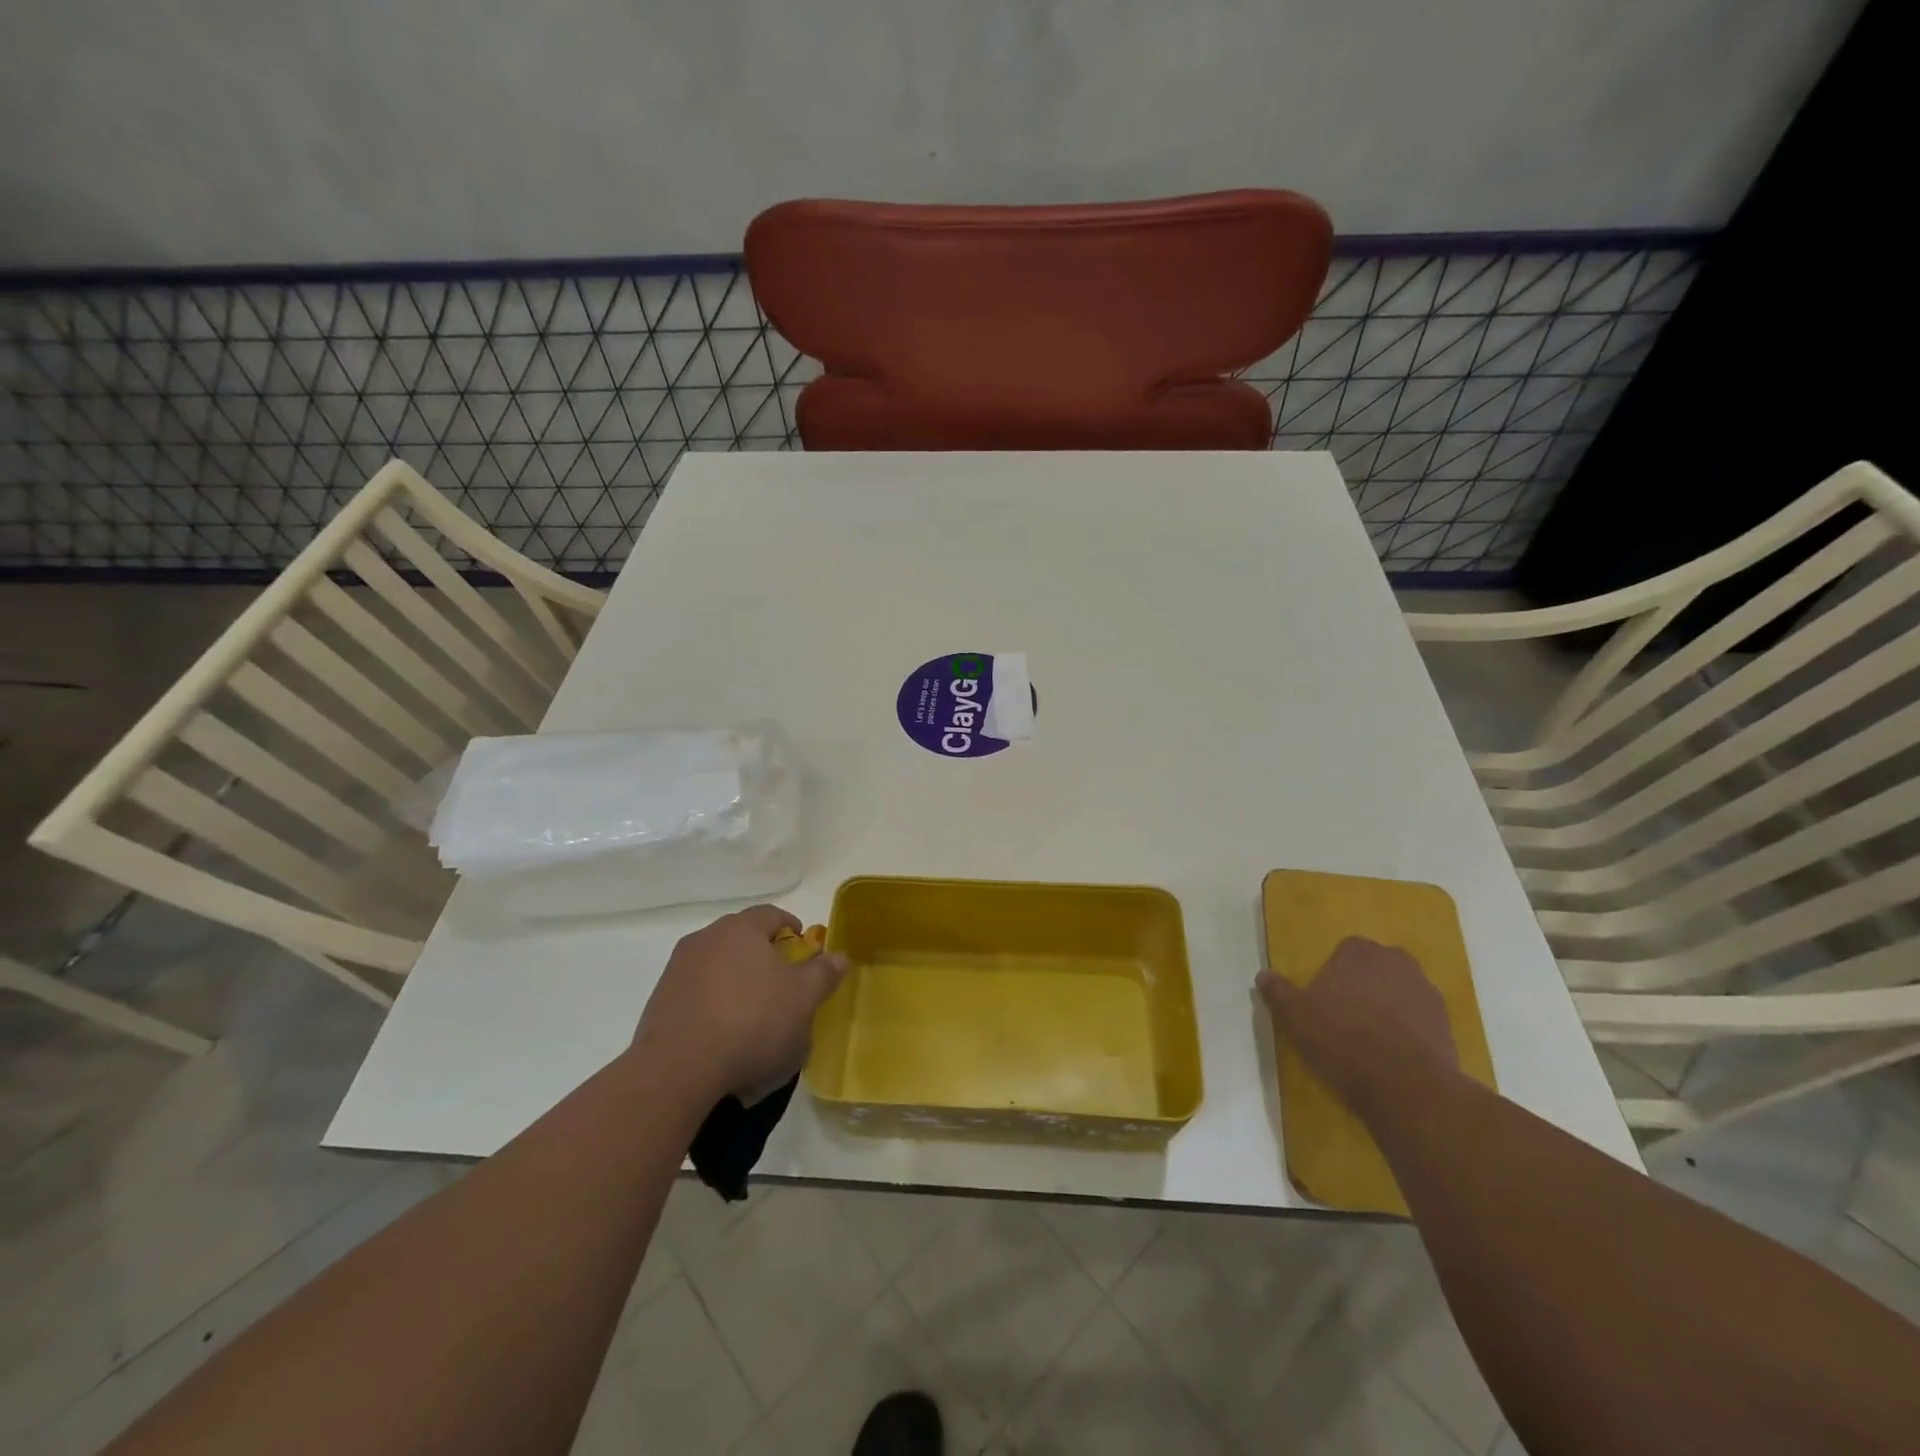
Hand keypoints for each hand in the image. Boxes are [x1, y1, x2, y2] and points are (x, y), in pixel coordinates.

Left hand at [634, 905, 848, 1103]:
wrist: (677, 1070)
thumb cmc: (752, 1022)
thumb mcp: (803, 999)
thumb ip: (823, 974)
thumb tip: (839, 956)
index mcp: (740, 929)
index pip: (771, 915)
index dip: (792, 928)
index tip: (804, 950)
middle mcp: (705, 940)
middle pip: (742, 939)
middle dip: (764, 958)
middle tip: (784, 985)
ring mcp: (676, 971)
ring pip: (717, 968)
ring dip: (737, 984)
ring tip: (754, 1018)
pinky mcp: (659, 1004)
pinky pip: (697, 997)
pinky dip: (714, 1009)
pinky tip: (726, 1039)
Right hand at [1256, 936, 1458, 1114]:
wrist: (1407, 1087)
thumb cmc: (1342, 1040)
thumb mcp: (1295, 1016)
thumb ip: (1278, 991)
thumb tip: (1263, 975)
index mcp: (1359, 952)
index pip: (1347, 949)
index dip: (1335, 971)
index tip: (1325, 996)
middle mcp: (1397, 963)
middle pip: (1378, 967)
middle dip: (1365, 984)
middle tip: (1347, 1015)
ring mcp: (1427, 994)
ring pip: (1402, 993)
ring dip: (1390, 1008)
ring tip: (1371, 1039)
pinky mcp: (1448, 1027)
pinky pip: (1421, 1021)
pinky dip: (1410, 1032)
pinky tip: (1394, 1056)